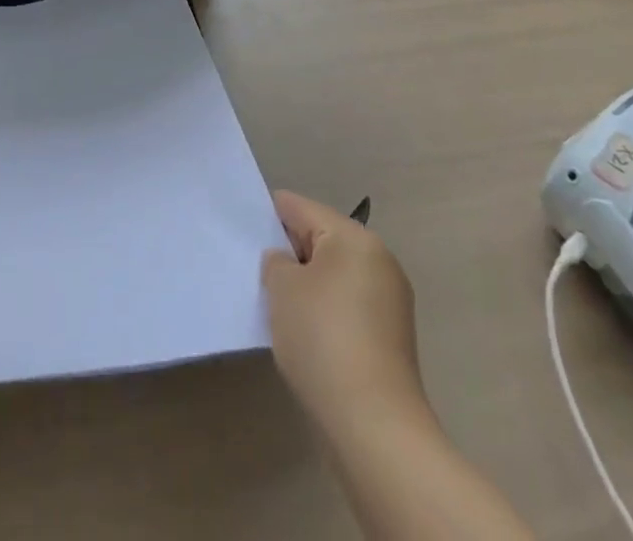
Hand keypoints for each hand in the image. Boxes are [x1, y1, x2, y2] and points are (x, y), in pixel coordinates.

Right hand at [262, 190, 428, 442]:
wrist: (375, 426)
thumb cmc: (323, 339)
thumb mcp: (283, 288)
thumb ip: (276, 262)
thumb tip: (285, 264)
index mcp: (355, 238)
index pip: (301, 208)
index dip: (268, 214)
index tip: (242, 228)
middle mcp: (378, 260)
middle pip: (321, 239)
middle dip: (289, 252)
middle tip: (255, 269)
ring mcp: (389, 300)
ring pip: (334, 274)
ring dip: (306, 284)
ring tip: (275, 303)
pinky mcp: (390, 337)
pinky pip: (347, 304)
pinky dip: (324, 309)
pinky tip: (301, 331)